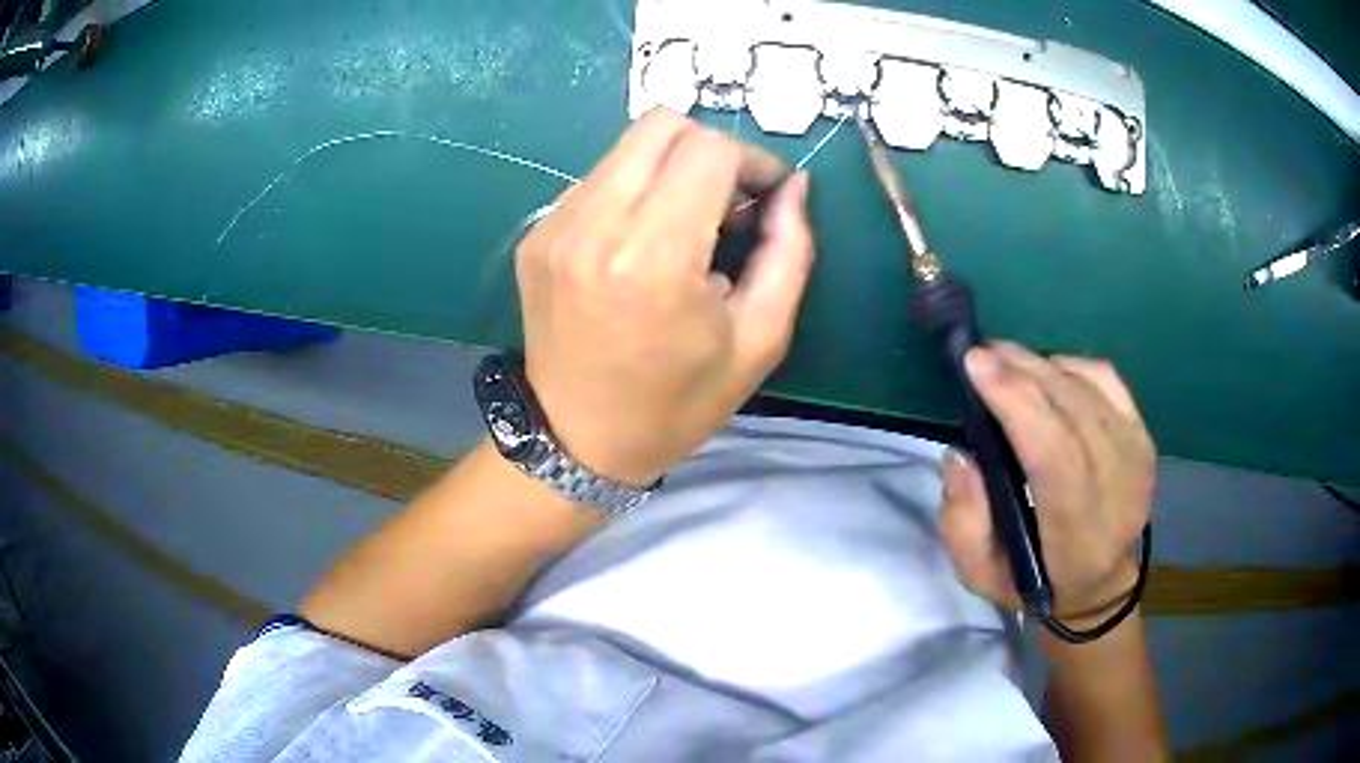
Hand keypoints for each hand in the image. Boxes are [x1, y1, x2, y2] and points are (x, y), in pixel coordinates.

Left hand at [515, 110, 814, 486]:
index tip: (766, 197)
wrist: (578, 440)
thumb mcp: (759, 340)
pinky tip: (641, 241)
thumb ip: (790, 252)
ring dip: (670, 167)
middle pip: (662, 125)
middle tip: (728, 200)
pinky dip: (633, 191)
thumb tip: (794, 186)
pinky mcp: (536, 234)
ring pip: (626, 147)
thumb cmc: (677, 403)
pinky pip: (597, 179)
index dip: (752, 161)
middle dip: (710, 149)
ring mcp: (555, 226)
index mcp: (654, 257)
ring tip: (685, 223)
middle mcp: (594, 225)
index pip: (709, 149)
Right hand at [939, 342, 1154, 620]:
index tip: (977, 365)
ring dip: (1042, 365)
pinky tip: (1046, 369)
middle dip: (1024, 373)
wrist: (1099, 582)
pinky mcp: (1142, 436)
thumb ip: (963, 522)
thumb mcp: (979, 574)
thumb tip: (962, 456)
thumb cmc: (1033, 581)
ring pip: (1090, 389)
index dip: (1019, 404)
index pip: (1057, 457)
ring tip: (1005, 359)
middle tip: (982, 353)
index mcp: (1078, 537)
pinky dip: (1072, 365)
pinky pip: (1107, 380)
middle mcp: (1118, 492)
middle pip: (1075, 412)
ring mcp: (1137, 458)